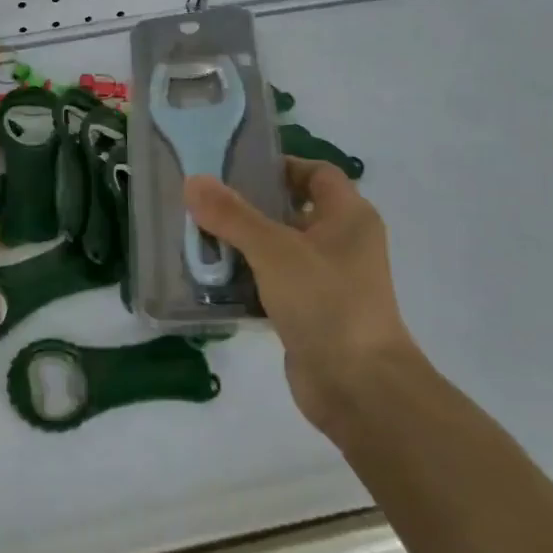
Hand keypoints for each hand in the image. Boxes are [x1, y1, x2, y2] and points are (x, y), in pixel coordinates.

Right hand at [184, 159, 417, 437]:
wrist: (358, 387)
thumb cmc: (326, 303)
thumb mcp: (274, 250)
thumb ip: (233, 215)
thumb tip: (194, 182)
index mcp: (349, 217)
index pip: (316, 173)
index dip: (280, 166)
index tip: (235, 169)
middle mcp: (342, 243)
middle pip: (291, 210)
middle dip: (249, 206)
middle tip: (204, 203)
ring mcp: (326, 280)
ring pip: (278, 249)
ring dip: (242, 245)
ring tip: (197, 237)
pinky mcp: (309, 312)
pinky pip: (272, 283)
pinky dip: (246, 279)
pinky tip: (210, 279)